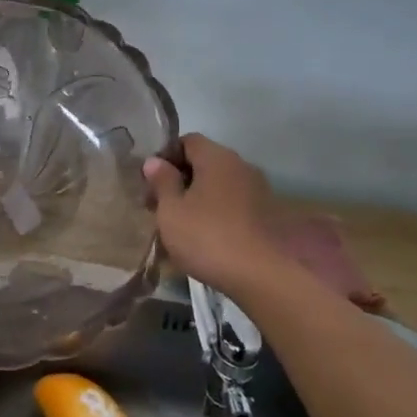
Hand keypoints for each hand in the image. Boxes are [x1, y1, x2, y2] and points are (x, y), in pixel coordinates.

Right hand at [142, 134, 287, 297]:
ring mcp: (258, 191)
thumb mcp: (171, 210)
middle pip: (204, 163)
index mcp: (217, 158)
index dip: (165, 156)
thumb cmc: (207, 237)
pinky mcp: (266, 215)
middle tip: (158, 206)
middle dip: (179, 180)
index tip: (149, 181)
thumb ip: (162, 182)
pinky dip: (215, 212)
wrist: (262, 276)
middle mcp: (241, 166)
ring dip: (197, 198)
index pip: (188, 141)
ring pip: (218, 185)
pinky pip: (232, 204)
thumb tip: (154, 161)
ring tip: (178, 225)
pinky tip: (203, 236)